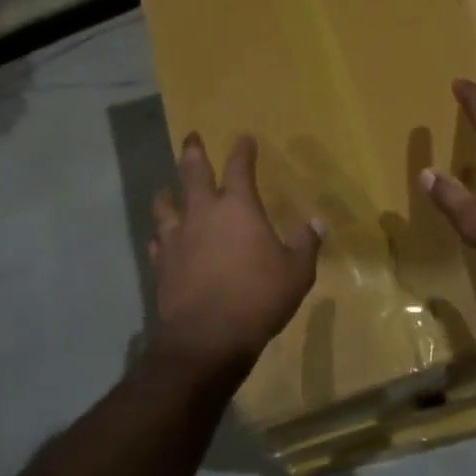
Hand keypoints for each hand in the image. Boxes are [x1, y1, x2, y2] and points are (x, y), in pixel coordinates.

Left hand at [149, 133, 322, 384]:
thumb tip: (317, 223)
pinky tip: (163, 240)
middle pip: (193, 173)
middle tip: (191, 138)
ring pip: (166, 205)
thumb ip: (306, 244)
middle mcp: (203, 213)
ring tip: (167, 190)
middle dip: (193, 152)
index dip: (243, 151)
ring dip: (167, 194)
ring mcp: (177, 238)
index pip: (239, 167)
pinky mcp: (162, 263)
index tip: (244, 139)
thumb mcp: (296, 272)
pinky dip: (162, 236)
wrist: (207, 337)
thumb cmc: (259, 297)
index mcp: (238, 207)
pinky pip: (158, 241)